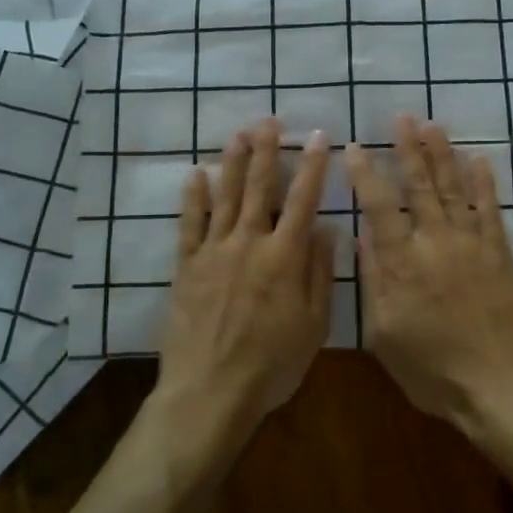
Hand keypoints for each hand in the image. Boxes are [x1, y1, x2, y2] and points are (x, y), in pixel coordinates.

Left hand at [157, 118, 336, 448]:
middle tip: (268, 120)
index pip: (303, 200)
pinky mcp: (186, 266)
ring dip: (233, 163)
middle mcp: (249, 243)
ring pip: (225, 197)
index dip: (312, 166)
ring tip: (237, 133)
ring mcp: (214, 252)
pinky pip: (190, 224)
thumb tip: (326, 229)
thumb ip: (320, 273)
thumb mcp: (314, 325)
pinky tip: (196, 174)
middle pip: (259, 188)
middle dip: (266, 151)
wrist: (210, 392)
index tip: (318, 137)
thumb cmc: (271, 364)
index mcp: (285, 257)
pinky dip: (193, 197)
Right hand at [345, 115, 512, 431]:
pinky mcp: (499, 254)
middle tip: (402, 118)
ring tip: (433, 125)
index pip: (379, 207)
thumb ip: (373, 281)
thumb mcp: (384, 334)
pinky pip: (490, 210)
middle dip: (409, 149)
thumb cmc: (431, 370)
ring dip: (443, 155)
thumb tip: (362, 235)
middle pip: (420, 187)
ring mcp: (471, 245)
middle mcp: (436, 243)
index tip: (356, 147)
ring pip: (453, 190)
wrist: (498, 387)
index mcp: (402, 264)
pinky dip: (484, 183)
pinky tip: (479, 159)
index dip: (366, 175)